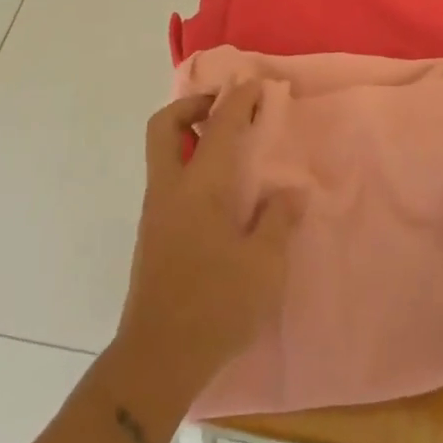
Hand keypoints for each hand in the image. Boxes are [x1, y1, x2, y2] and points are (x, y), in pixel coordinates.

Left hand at [113, 81, 302, 405]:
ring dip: (188, 135)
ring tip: (227, 147)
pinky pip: (167, 180)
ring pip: (161, 153)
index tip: (255, 84)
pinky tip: (218, 193)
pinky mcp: (152, 235)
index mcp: (199, 187)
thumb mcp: (264, 264)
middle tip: (223, 109)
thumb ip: (279, 220)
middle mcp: (169, 189)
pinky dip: (188, 165)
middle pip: (163, 126)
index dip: (238, 99)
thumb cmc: (216, 305)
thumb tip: (290, 191)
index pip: (218, 126)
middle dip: (191, 106)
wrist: (157, 359)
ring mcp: (155, 212)